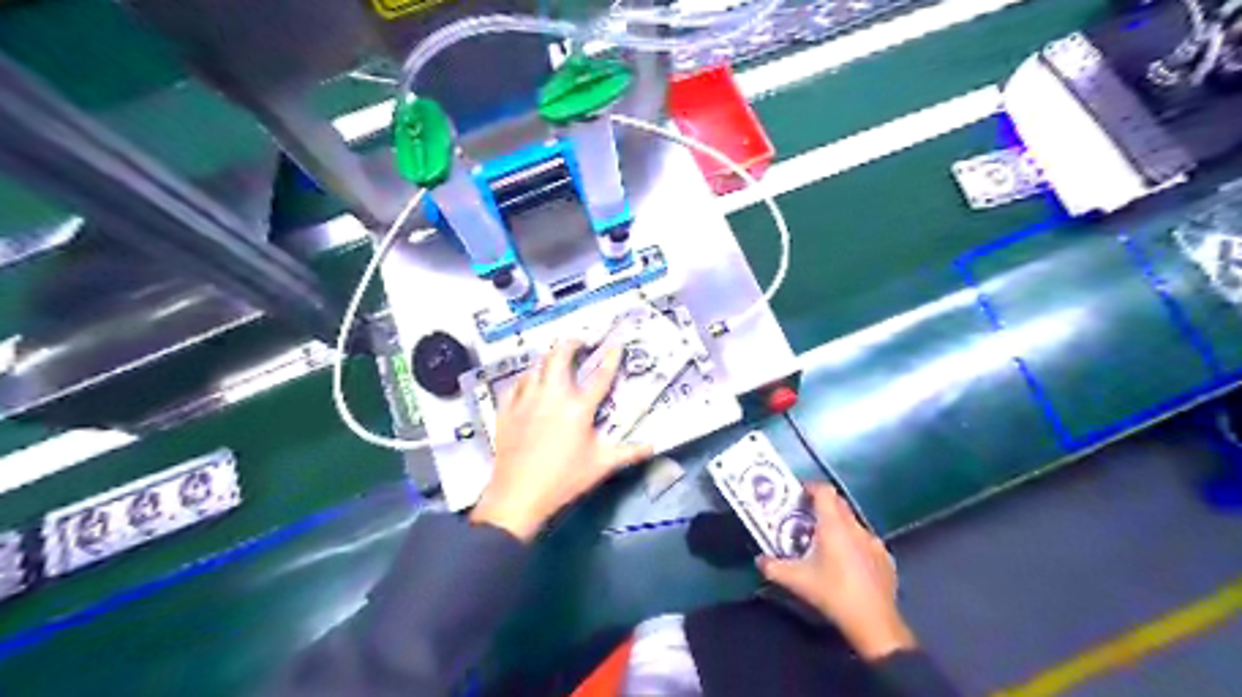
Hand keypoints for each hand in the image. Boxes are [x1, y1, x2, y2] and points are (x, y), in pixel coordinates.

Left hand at [471, 341, 653, 541]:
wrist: (518, 494)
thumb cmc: (564, 479)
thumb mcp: (601, 466)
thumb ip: (628, 453)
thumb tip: (653, 446)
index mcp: (578, 408)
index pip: (600, 376)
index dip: (611, 358)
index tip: (616, 344)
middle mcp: (552, 396)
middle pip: (559, 357)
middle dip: (570, 343)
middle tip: (579, 340)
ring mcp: (526, 401)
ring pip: (535, 366)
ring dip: (547, 358)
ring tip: (554, 358)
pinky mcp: (507, 410)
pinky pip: (515, 385)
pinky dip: (525, 378)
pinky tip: (528, 381)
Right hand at [752, 485, 914, 658]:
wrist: (874, 622)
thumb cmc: (833, 593)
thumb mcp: (796, 581)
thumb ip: (773, 567)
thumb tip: (760, 560)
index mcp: (834, 525)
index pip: (824, 491)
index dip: (810, 487)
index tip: (798, 494)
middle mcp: (856, 527)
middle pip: (838, 503)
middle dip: (821, 505)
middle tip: (804, 517)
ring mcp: (874, 542)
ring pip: (853, 523)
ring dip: (838, 525)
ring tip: (824, 542)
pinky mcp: (885, 559)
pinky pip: (866, 542)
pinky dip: (854, 544)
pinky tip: (847, 563)